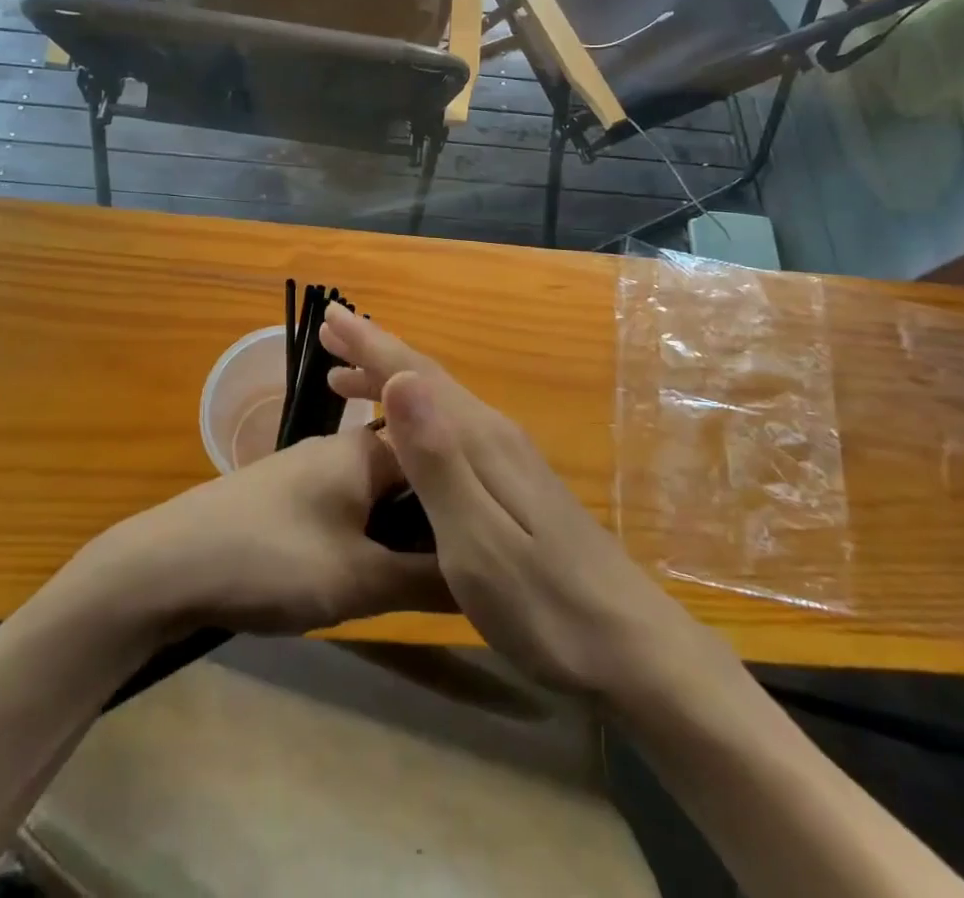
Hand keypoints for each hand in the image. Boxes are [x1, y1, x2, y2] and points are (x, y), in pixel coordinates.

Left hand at [70, 427, 453, 638]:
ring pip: (376, 496)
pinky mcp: (287, 494)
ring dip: (398, 534)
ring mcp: (310, 468)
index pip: (440, 462)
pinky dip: (365, 535)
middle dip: (433, 525)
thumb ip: (427, 580)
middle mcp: (342, 447)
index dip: (467, 504)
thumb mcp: (358, 579)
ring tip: (414, 583)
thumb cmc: (270, 559)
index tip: (489, 549)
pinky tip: (361, 573)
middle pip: (410, 479)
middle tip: (453, 578)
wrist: (165, 566)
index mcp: (367, 450)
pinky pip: (346, 507)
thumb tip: (489, 580)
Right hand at [320, 305, 742, 701]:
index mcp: (481, 440)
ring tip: (348, 379)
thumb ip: (437, 460)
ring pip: (439, 403)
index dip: (371, 344)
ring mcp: (510, 459)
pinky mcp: (516, 484)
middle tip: (331, 334)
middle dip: (377, 353)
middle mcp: (495, 435)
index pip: (416, 375)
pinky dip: (415, 417)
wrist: (633, 649)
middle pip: (427, 380)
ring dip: (392, 383)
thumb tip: (402, 379)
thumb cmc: (545, 604)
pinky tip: (405, 436)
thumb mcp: (477, 540)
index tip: (330, 314)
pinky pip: (451, 428)